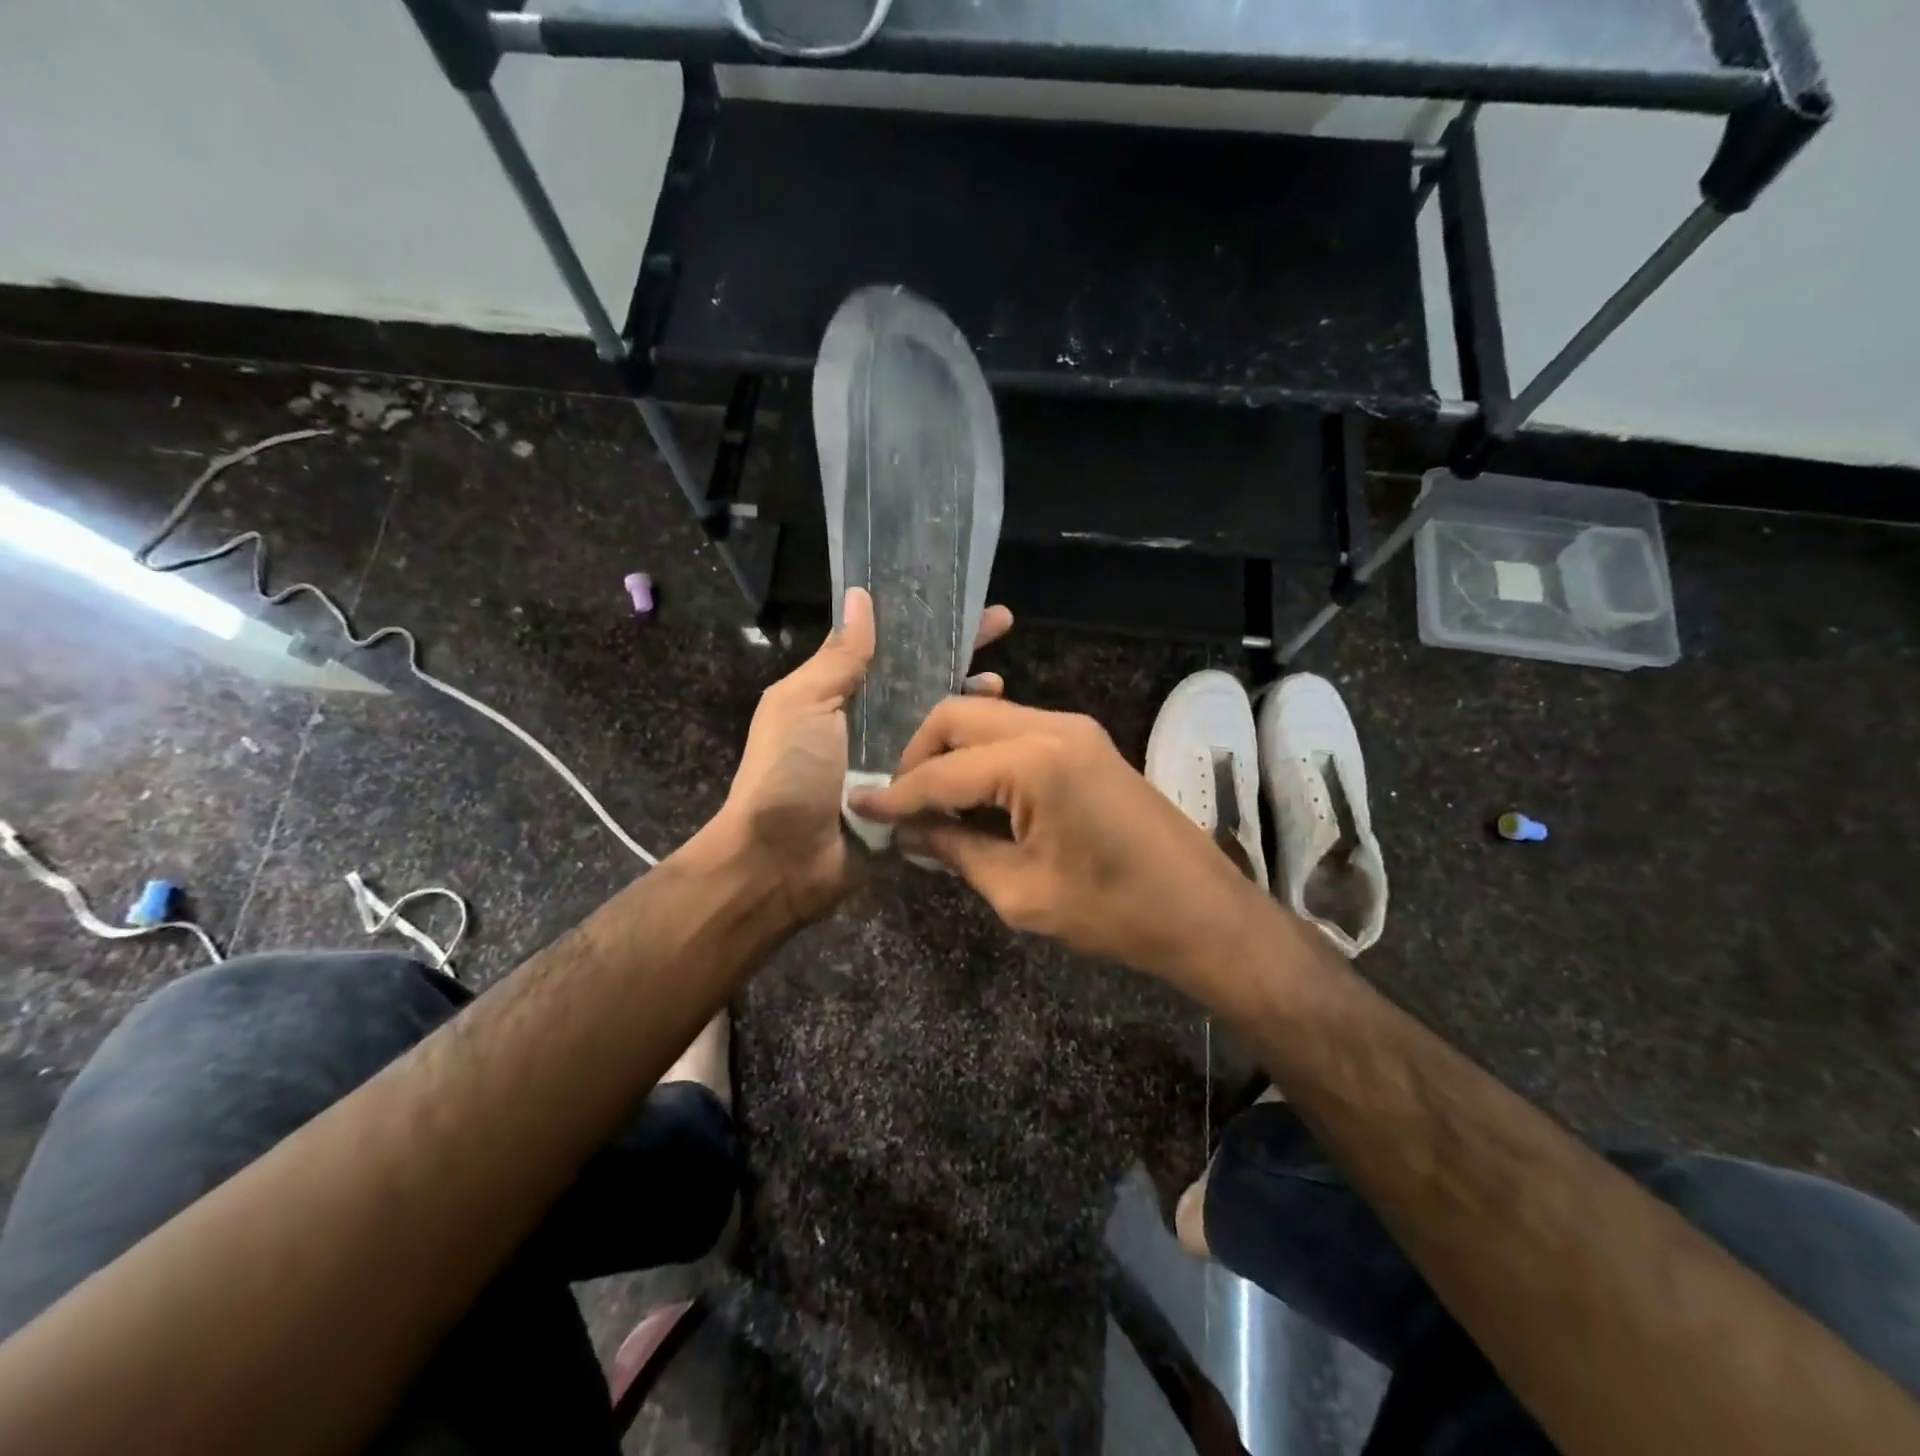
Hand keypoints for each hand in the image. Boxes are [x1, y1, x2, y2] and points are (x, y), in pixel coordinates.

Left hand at [716, 592, 1013, 923]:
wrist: (781, 862)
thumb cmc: (787, 774)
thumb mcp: (804, 704)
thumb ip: (838, 657)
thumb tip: (860, 596)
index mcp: (839, 693)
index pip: (889, 645)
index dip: (922, 622)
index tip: (960, 599)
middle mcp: (869, 722)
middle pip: (921, 679)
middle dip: (957, 652)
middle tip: (1002, 626)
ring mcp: (893, 761)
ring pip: (940, 721)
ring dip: (969, 699)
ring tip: (1000, 685)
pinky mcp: (912, 798)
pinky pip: (944, 767)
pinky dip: (968, 750)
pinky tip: (996, 735)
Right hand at [849, 697, 1260, 987]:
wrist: (1202, 911)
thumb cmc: (1113, 912)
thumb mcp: (1021, 892)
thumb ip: (957, 851)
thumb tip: (909, 833)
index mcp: (1034, 761)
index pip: (942, 772)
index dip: (897, 794)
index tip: (859, 808)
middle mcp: (1052, 726)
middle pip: (958, 718)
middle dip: (919, 756)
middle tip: (902, 805)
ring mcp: (1074, 727)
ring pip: (986, 718)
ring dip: (951, 753)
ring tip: (932, 803)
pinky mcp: (1086, 740)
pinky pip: (1016, 732)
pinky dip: (984, 756)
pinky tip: (974, 794)